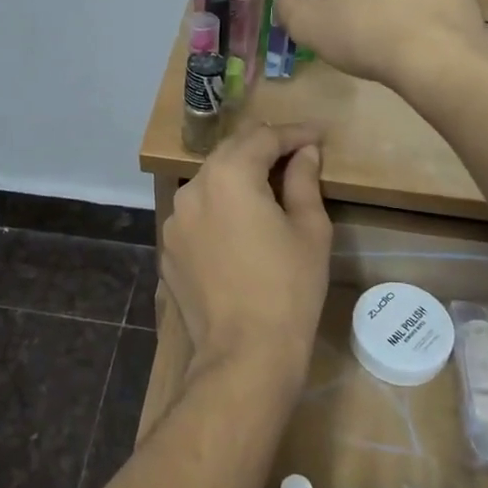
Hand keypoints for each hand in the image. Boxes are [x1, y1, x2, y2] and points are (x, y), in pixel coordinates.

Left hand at [162, 124, 330, 397]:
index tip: (317, 136)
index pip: (263, 138)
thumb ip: (304, 181)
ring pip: (210, 183)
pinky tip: (239, 227)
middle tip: (295, 154)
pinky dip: (219, 209)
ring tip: (268, 189)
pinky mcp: (169, 248)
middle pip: (230, 153)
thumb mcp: (309, 229)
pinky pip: (197, 215)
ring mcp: (174, 220)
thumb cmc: (288, 288)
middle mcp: (193, 188)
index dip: (294, 134)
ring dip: (238, 178)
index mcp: (229, 176)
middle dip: (263, 149)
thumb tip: (305, 153)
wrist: (244, 353)